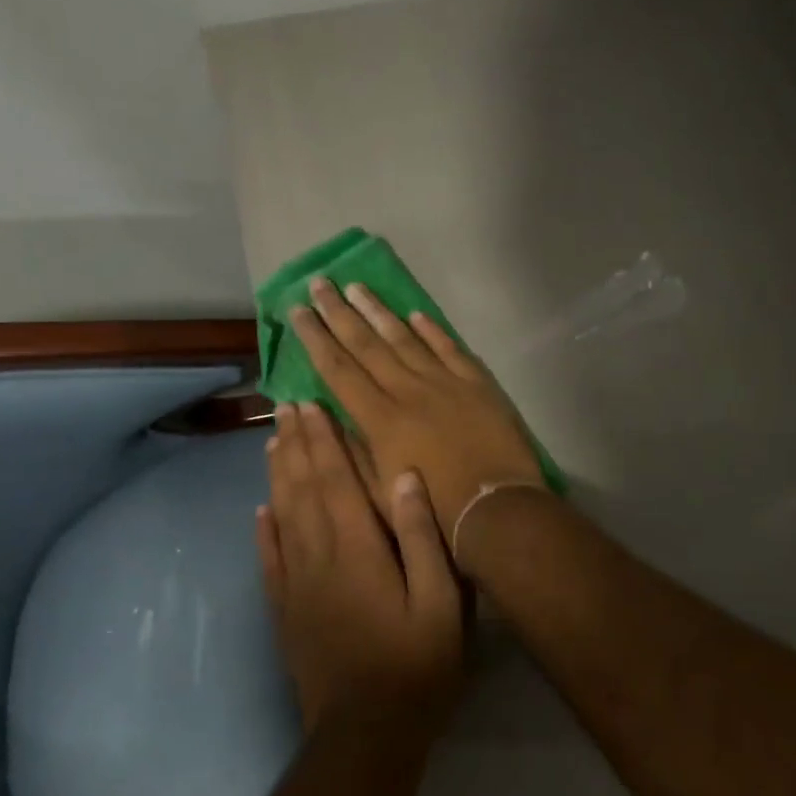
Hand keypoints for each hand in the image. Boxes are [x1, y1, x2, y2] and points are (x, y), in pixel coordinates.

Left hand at [257, 401, 464, 735]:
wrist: (366, 734)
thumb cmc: (416, 664)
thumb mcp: (441, 601)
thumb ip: (422, 535)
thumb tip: (404, 476)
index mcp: (357, 548)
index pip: (334, 479)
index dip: (322, 440)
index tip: (311, 405)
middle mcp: (318, 556)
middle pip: (302, 488)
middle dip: (295, 445)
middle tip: (286, 408)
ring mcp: (296, 584)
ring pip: (281, 515)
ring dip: (277, 476)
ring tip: (273, 442)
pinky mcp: (285, 610)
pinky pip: (269, 559)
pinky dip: (263, 529)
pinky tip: (260, 511)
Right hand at [288, 278, 543, 542]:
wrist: (496, 512)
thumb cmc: (433, 512)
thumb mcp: (377, 493)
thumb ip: (349, 450)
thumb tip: (321, 412)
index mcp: (380, 419)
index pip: (338, 369)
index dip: (316, 338)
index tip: (299, 310)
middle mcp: (408, 391)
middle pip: (367, 344)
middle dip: (339, 312)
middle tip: (320, 283)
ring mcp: (445, 383)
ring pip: (405, 338)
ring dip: (379, 311)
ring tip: (357, 286)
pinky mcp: (477, 385)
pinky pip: (449, 348)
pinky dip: (432, 330)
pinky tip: (415, 314)